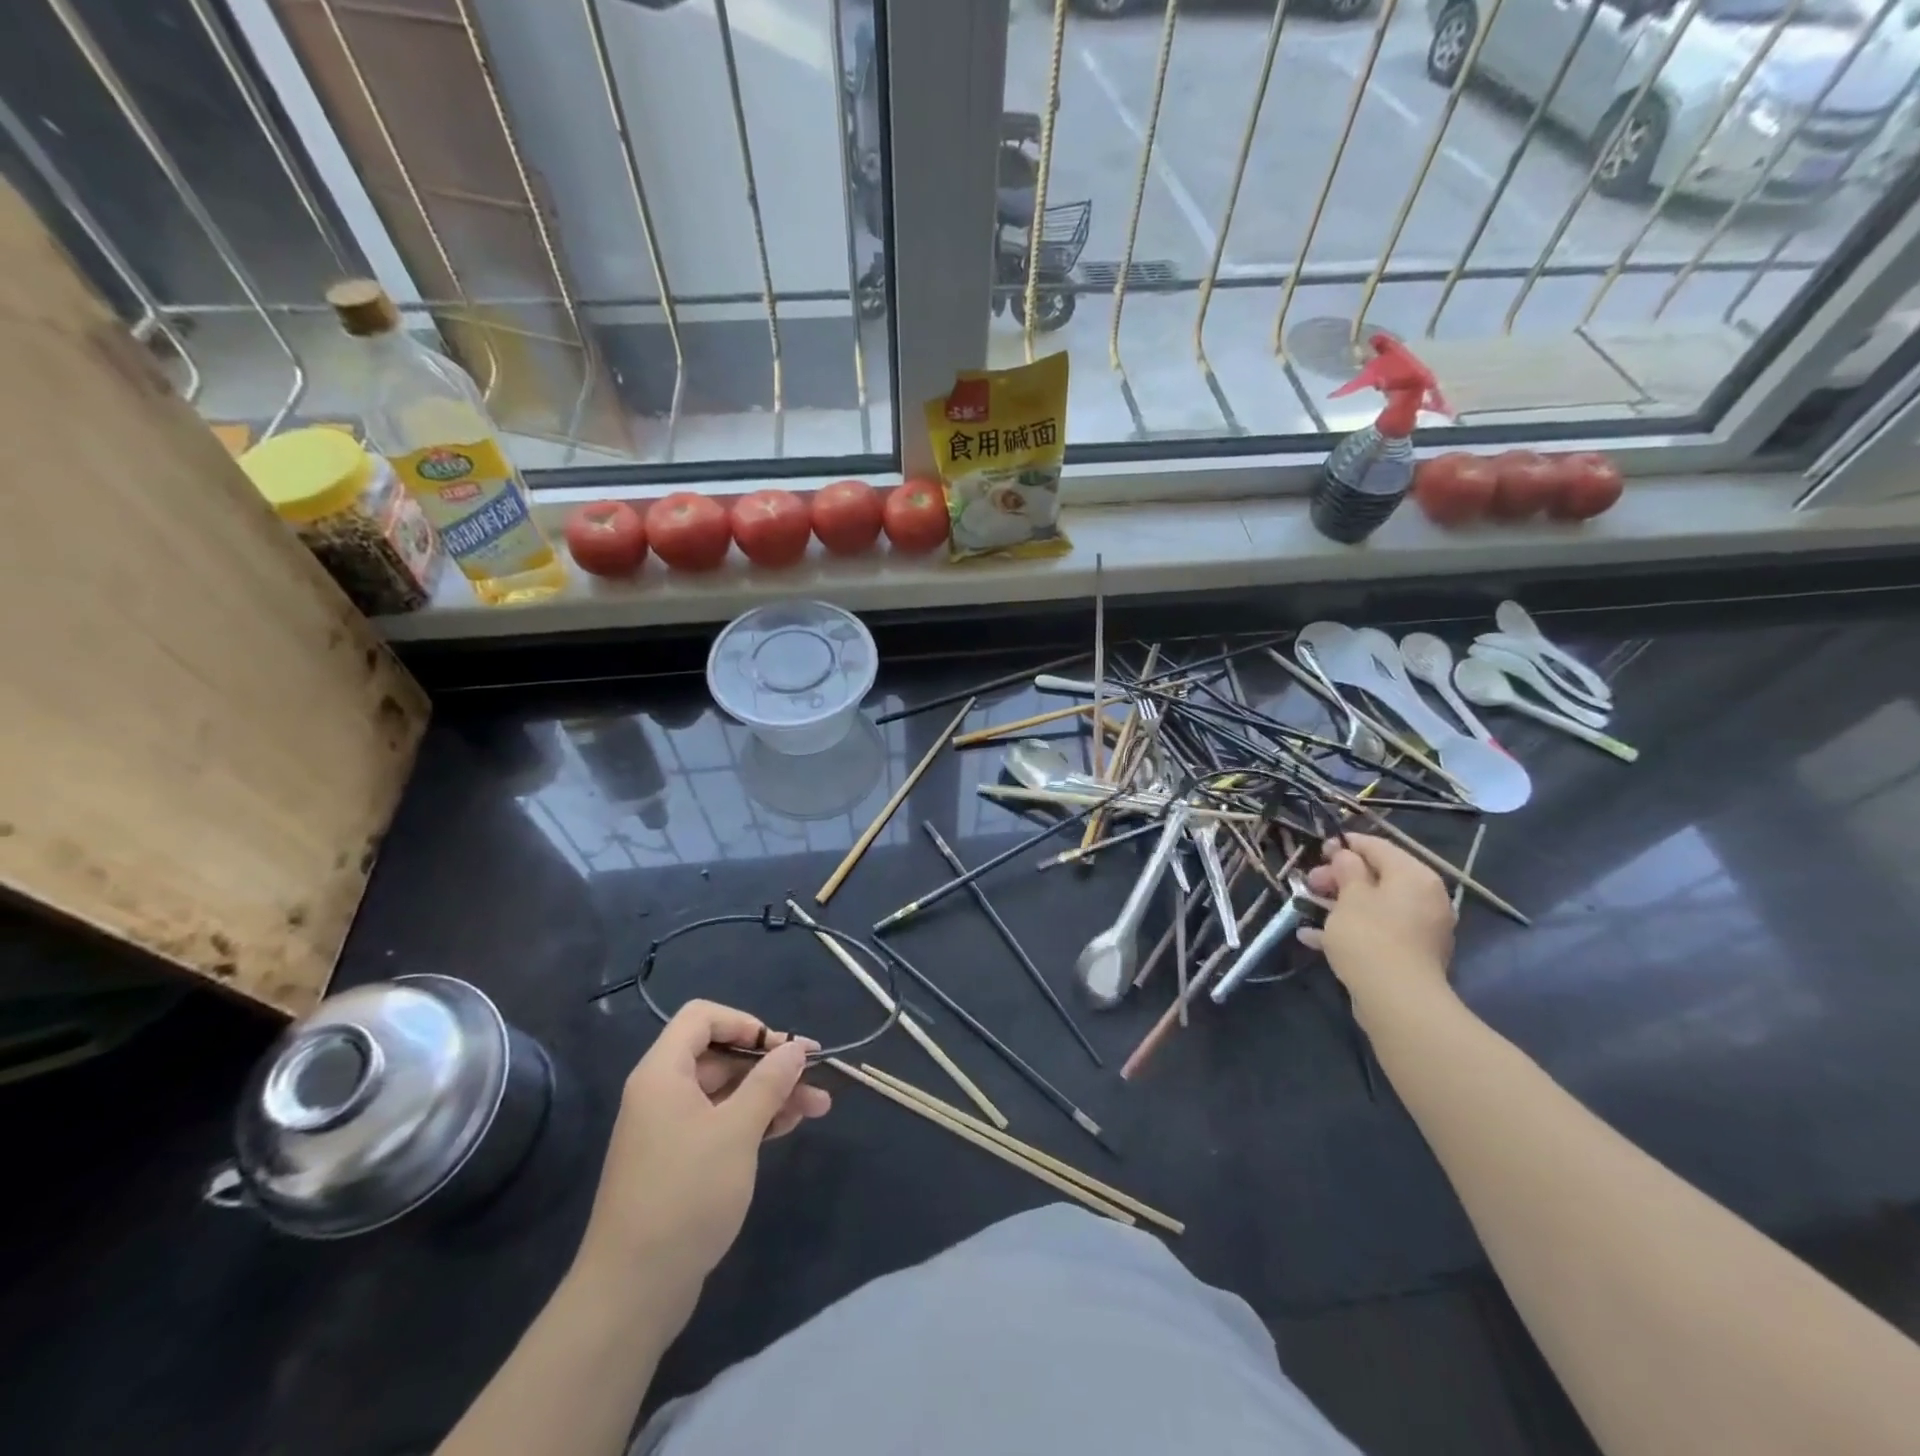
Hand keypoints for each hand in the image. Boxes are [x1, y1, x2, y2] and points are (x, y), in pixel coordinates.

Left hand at [575, 1000, 830, 1307]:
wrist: (632, 1291)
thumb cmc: (685, 1195)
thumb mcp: (736, 1130)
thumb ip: (769, 1082)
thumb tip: (796, 1047)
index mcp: (663, 1073)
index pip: (702, 1018)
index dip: (745, 1023)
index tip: (781, 1047)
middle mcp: (662, 1093)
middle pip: (719, 1056)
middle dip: (769, 1063)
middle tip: (814, 1075)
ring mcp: (669, 1130)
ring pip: (726, 1093)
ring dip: (770, 1093)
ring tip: (818, 1106)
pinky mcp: (679, 1163)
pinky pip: (721, 1123)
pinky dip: (754, 1120)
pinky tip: (788, 1127)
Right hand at [1298, 834, 1455, 1012]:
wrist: (1396, 1000)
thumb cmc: (1370, 936)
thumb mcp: (1350, 896)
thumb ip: (1347, 870)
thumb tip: (1346, 857)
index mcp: (1414, 876)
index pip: (1378, 847)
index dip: (1346, 845)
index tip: (1318, 850)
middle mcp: (1425, 898)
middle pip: (1377, 876)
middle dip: (1339, 878)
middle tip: (1310, 883)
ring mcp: (1420, 929)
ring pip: (1375, 905)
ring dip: (1340, 904)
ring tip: (1307, 907)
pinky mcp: (1410, 954)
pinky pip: (1377, 931)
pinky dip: (1350, 929)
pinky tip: (1314, 937)